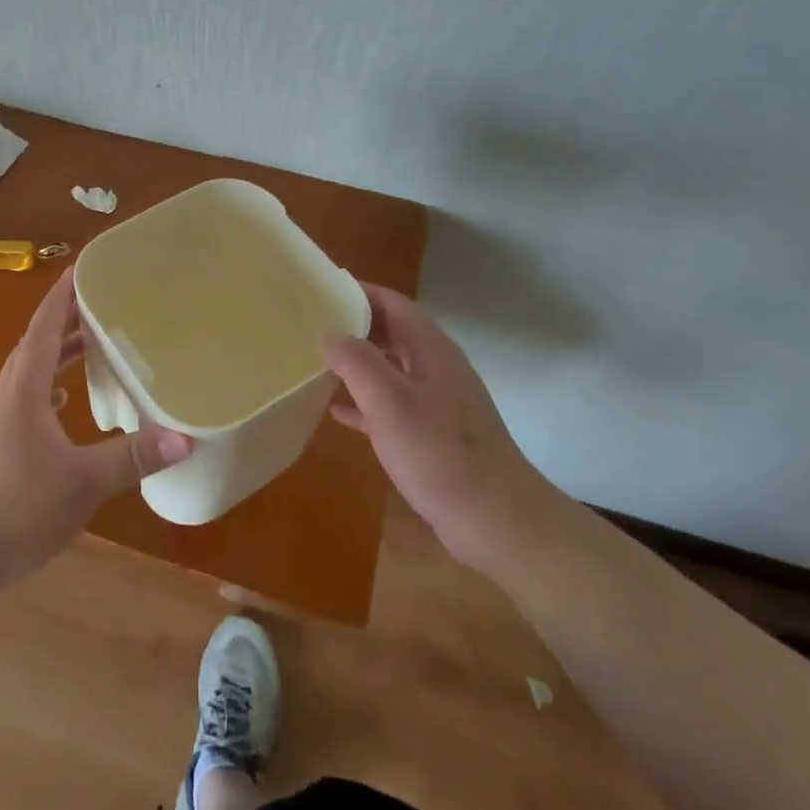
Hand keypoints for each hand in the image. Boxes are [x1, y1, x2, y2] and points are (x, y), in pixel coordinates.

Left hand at [0, 270, 191, 611]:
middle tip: (99, 302)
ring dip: (57, 353)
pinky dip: (48, 387)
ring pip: (30, 372)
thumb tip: (183, 439)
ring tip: (90, 344)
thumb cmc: (20, 505)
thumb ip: (132, 458)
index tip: (81, 269)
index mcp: (24, 388)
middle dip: (66, 319)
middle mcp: (8, 394)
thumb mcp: (84, 481)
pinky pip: (26, 398)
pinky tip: (64, 401)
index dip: (62, 296)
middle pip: (37, 344)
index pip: (45, 327)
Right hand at [321, 283, 561, 569]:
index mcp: (431, 351)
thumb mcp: (390, 403)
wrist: (496, 520)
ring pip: (391, 368)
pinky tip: (338, 411)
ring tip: (318, 361)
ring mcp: (438, 402)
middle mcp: (437, 368)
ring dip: (358, 362)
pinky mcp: (434, 434)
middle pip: (393, 332)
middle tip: (313, 323)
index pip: (394, 304)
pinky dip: (366, 401)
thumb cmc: (440, 454)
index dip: (360, 292)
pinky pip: (393, 404)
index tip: (323, 288)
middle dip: (355, 324)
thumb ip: (357, 362)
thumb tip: (329, 334)